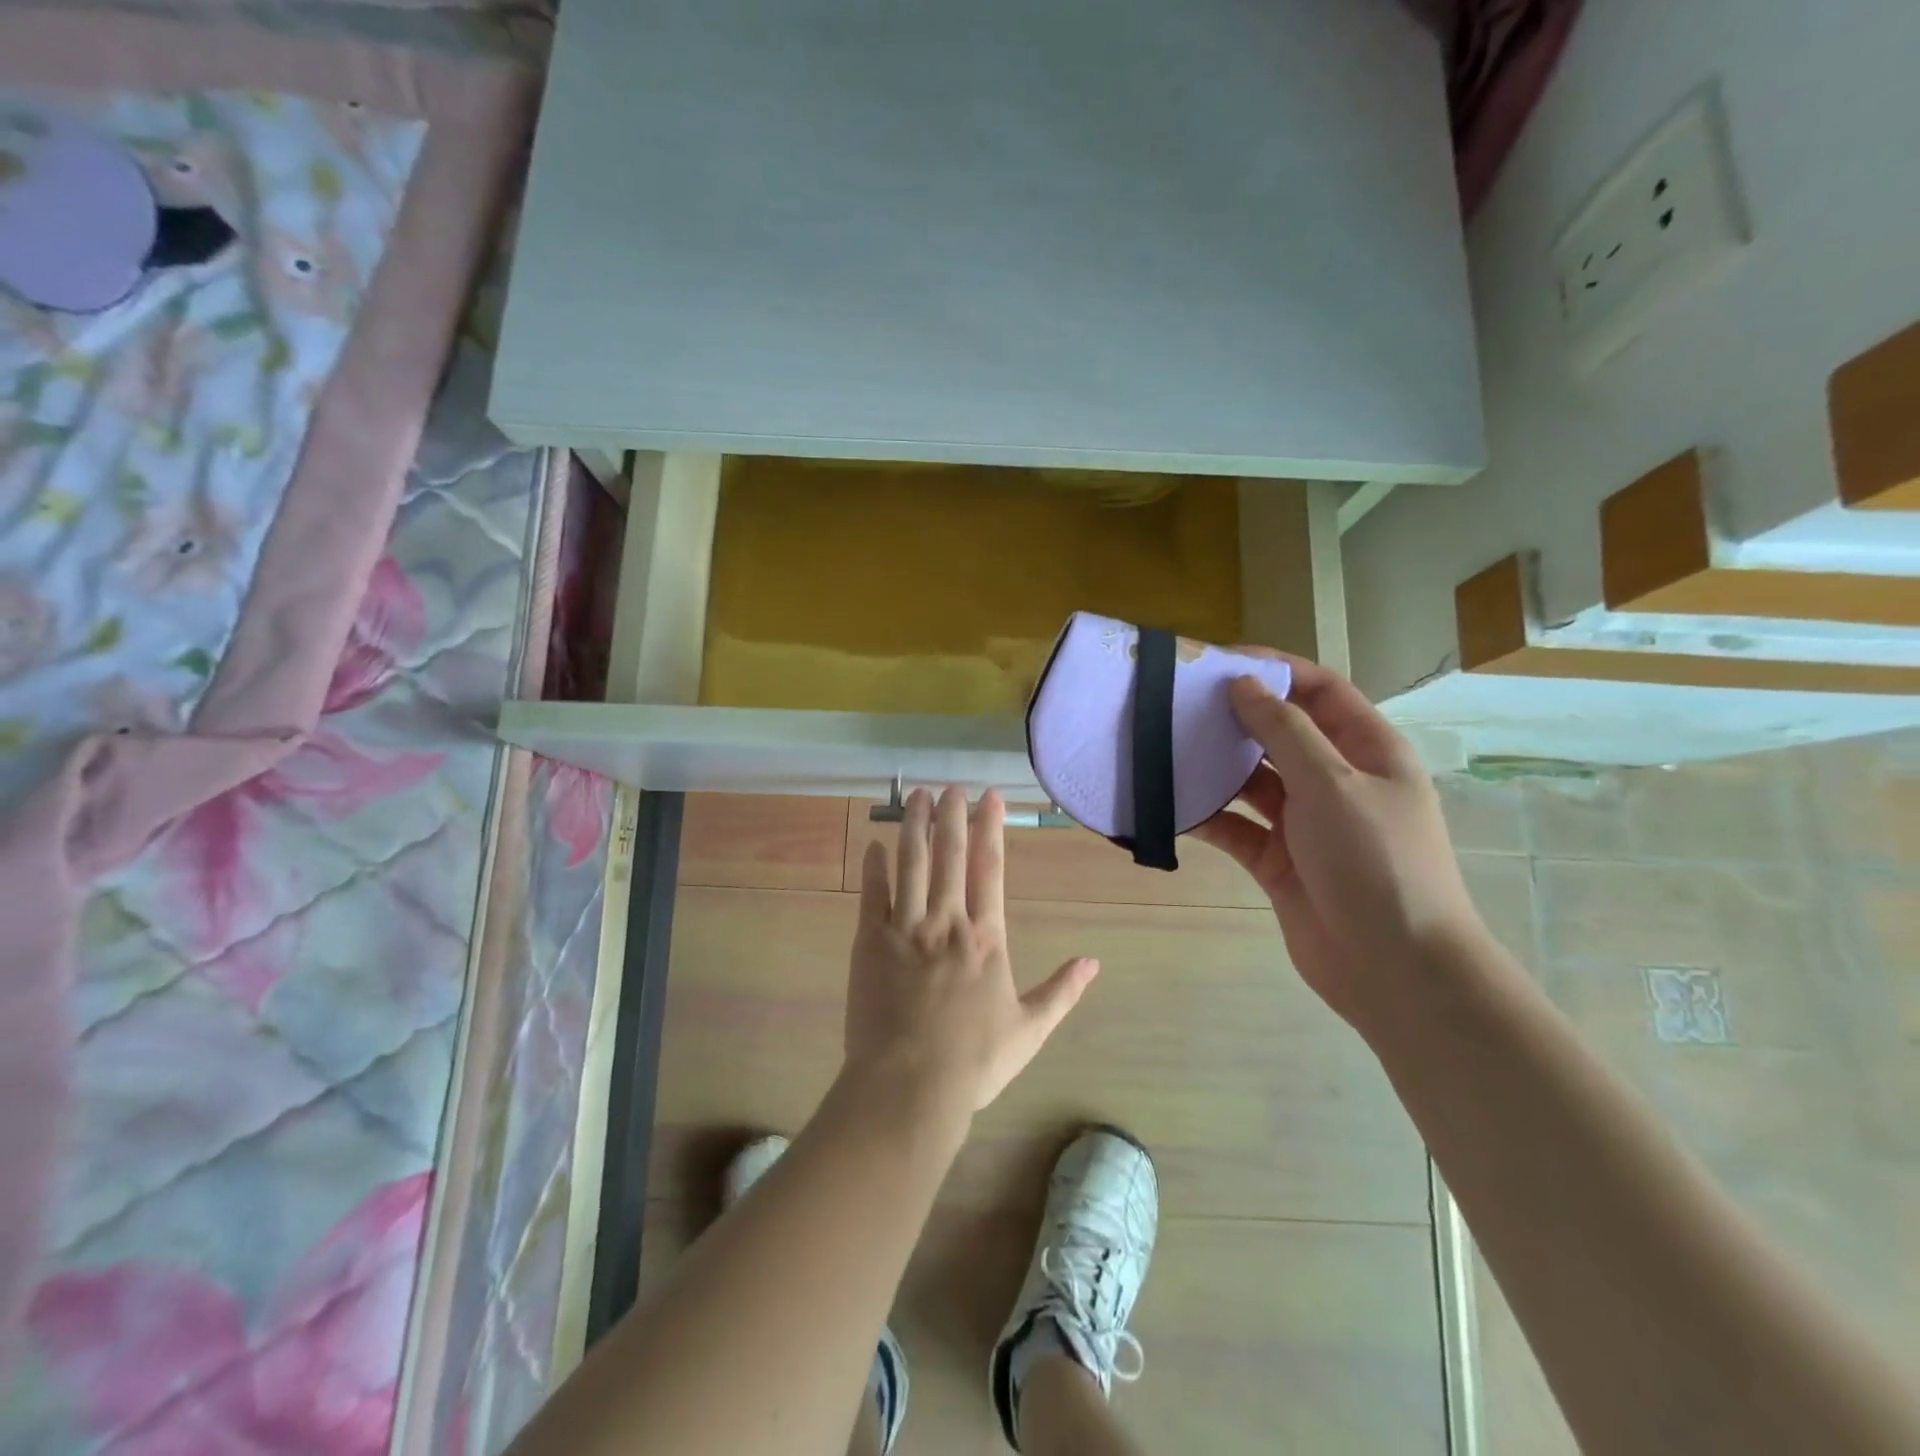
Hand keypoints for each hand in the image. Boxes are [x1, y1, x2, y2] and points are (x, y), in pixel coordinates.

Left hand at [846, 786, 1098, 1113]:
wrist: (910, 1087)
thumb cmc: (973, 1062)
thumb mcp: (1030, 1030)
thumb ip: (1062, 992)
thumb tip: (1094, 962)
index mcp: (986, 938)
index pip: (989, 868)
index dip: (990, 827)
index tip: (989, 797)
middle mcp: (947, 922)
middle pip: (949, 855)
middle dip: (951, 815)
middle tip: (951, 786)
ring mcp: (905, 929)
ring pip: (910, 863)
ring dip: (914, 826)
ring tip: (916, 796)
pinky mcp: (869, 942)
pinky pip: (872, 894)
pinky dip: (875, 866)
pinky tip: (875, 844)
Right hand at [1191, 655, 1485, 1026]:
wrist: (1395, 969)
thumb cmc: (1375, 862)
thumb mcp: (1332, 784)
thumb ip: (1284, 730)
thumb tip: (1243, 684)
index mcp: (1367, 749)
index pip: (1319, 690)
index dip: (1274, 669)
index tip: (1217, 663)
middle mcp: (1336, 779)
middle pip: (1280, 732)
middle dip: (1234, 717)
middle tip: (1177, 704)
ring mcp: (1306, 822)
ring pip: (1252, 780)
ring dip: (1215, 767)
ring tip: (1163, 749)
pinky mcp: (1278, 860)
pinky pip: (1236, 827)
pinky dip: (1207, 816)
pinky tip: (1170, 806)